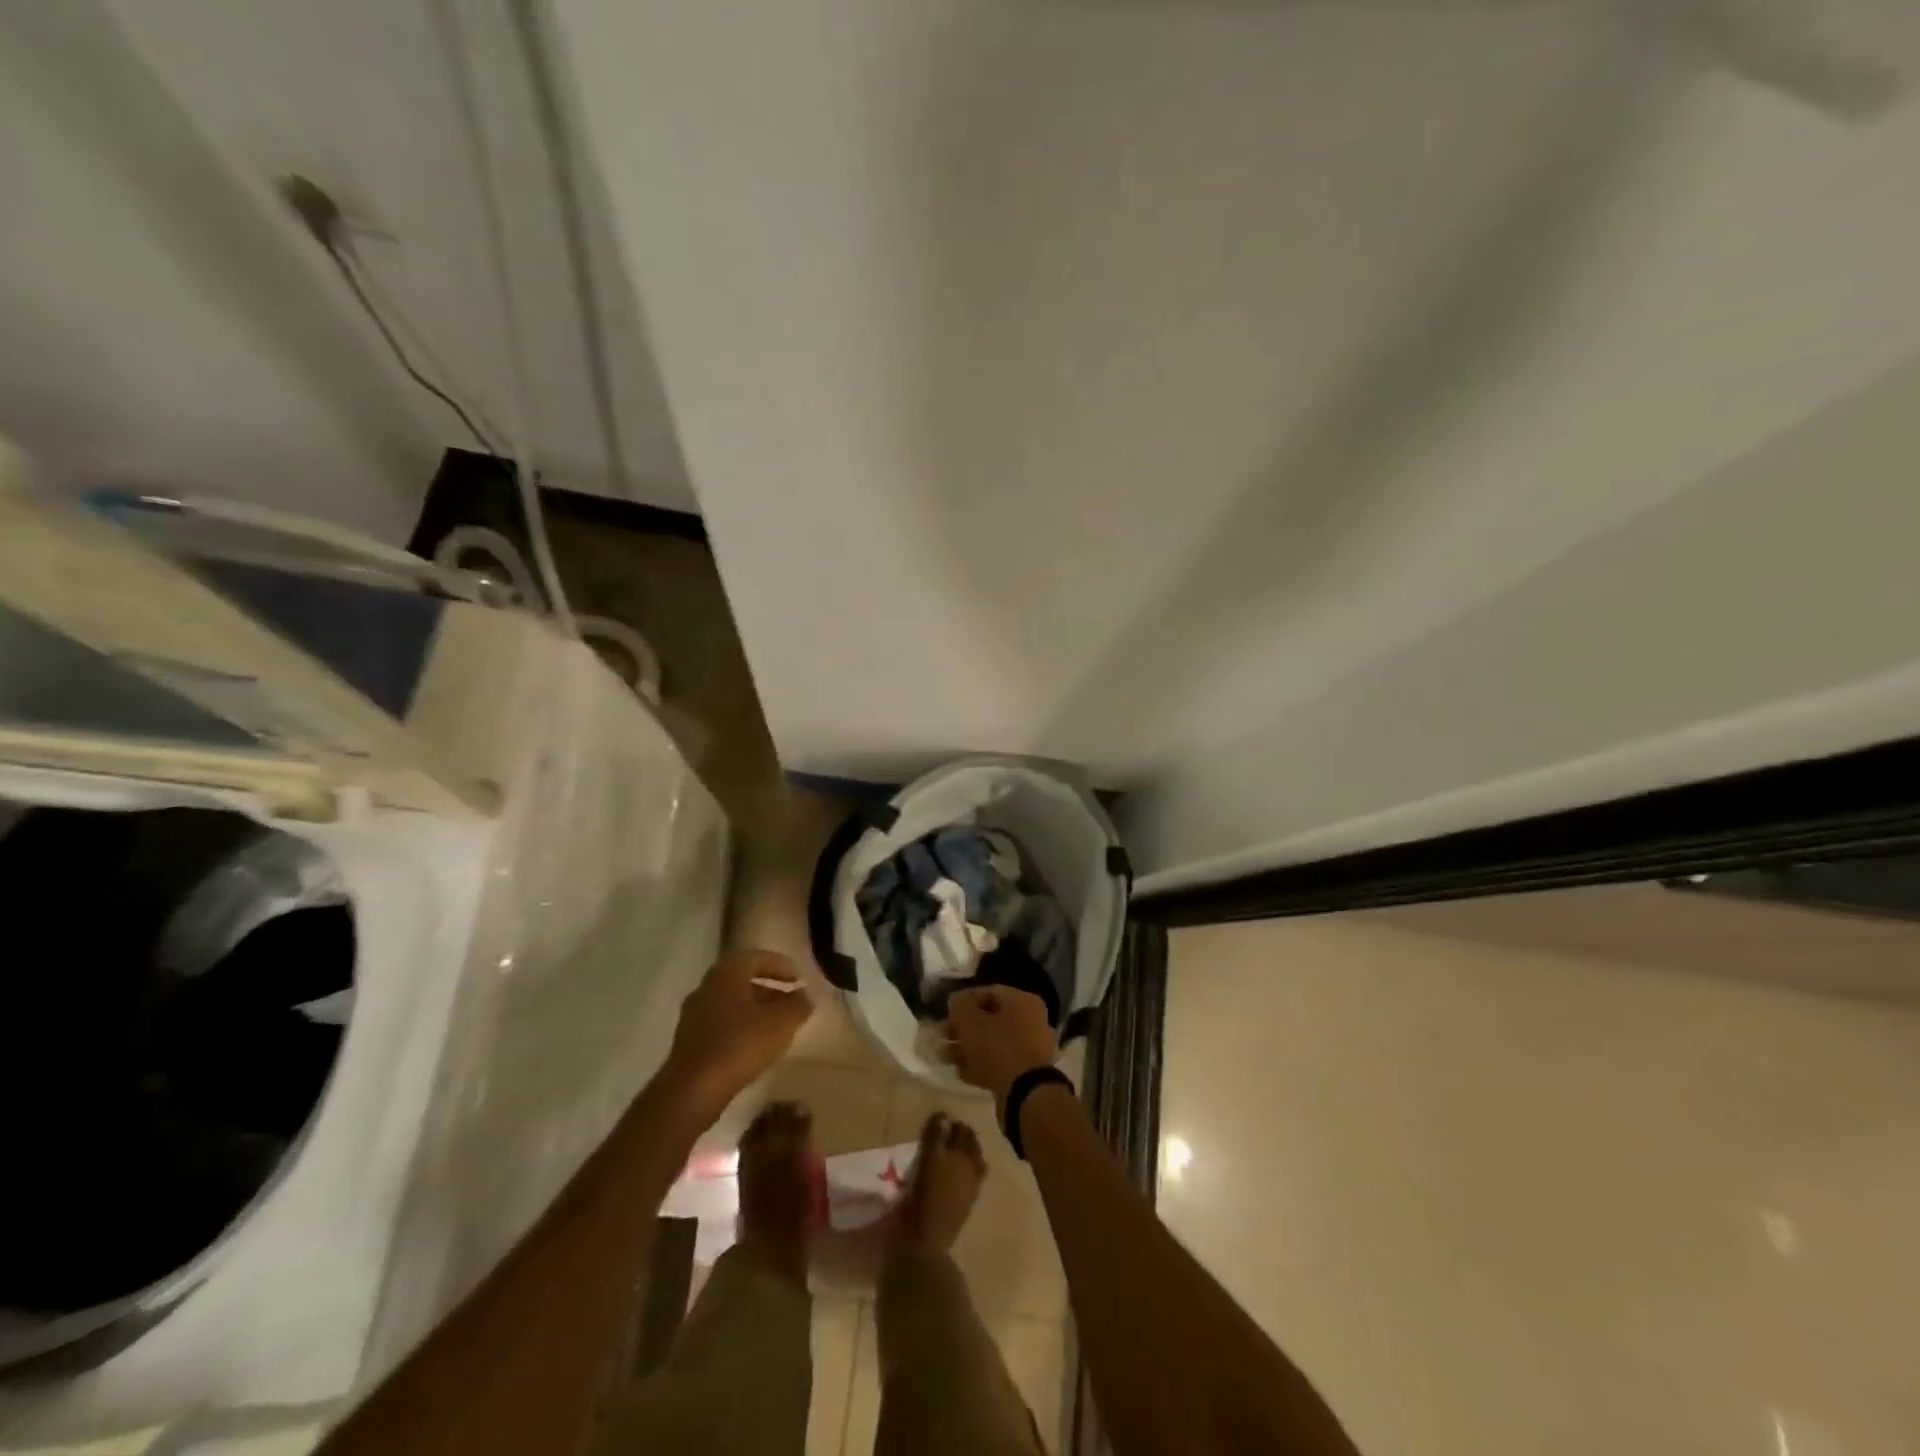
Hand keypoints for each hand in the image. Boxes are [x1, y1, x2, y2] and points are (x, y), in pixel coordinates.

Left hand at [665, 949, 811, 1105]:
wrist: (692, 1090)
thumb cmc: (740, 1045)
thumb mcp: (781, 1022)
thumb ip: (798, 1005)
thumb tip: (805, 996)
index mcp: (727, 973)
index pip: (757, 957)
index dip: (781, 966)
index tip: (799, 978)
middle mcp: (707, 987)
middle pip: (742, 979)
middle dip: (769, 988)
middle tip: (790, 1000)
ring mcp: (694, 1014)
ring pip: (731, 1002)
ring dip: (755, 1008)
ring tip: (777, 1025)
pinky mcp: (689, 1041)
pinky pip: (721, 1023)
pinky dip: (741, 1026)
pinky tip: (755, 1045)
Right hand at [943, 985, 1058, 1105]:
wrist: (1025, 1094)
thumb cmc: (997, 1048)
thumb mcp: (970, 1021)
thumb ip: (960, 1006)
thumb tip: (957, 1001)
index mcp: (1022, 1001)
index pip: (989, 992)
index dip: (964, 1000)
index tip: (946, 1012)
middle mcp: (1031, 1020)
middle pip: (990, 1018)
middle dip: (963, 1028)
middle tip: (943, 1036)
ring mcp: (1030, 1048)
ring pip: (992, 1042)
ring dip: (968, 1048)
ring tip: (945, 1056)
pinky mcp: (1026, 1073)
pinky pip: (999, 1062)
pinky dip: (980, 1065)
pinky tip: (961, 1072)